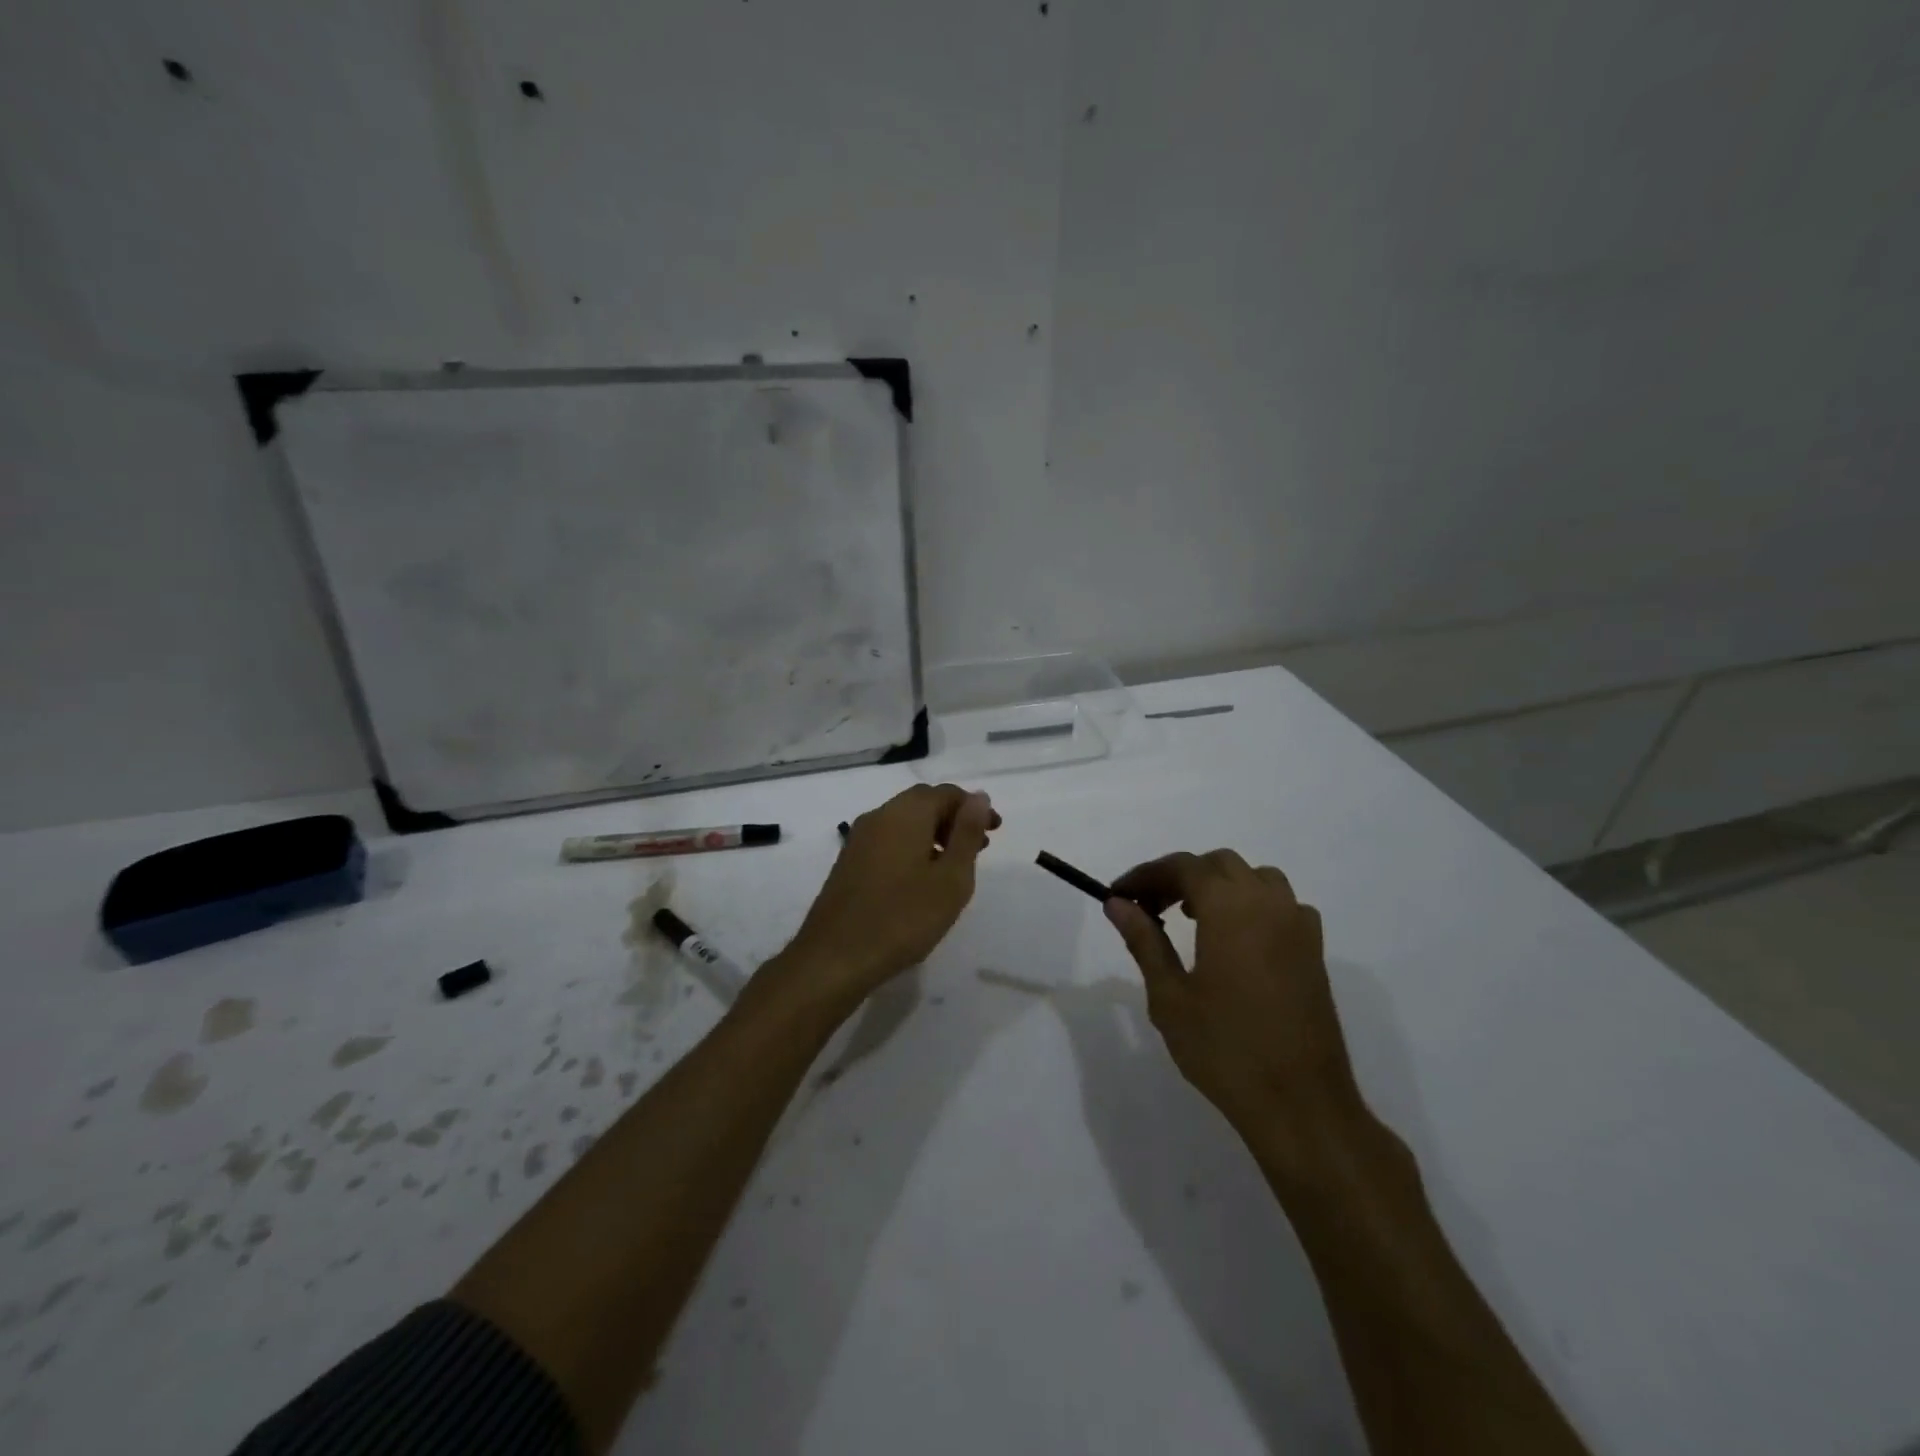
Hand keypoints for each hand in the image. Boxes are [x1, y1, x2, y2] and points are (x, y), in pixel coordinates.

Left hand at [772, 784, 997, 1012]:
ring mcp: (859, 839)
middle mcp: (879, 816)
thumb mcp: (951, 878)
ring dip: (933, 834)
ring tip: (954, 867)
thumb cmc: (903, 917)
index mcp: (906, 813)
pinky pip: (888, 841)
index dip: (974, 808)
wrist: (834, 957)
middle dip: (953, 819)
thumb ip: (967, 833)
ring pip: (904, 822)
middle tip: (979, 848)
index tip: (995, 832)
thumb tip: (979, 796)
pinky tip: (921, 880)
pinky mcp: (849, 862)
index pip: (946, 793)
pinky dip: (912, 848)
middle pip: (923, 803)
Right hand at [1105, 850, 1360, 1140]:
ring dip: (1220, 885)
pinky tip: (1237, 940)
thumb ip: (1144, 941)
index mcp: (1230, 908)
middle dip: (1180, 876)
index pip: (1182, 867)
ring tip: (1193, 917)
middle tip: (1150, 908)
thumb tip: (1117, 904)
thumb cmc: (1224, 1048)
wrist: (1300, 1103)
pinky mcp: (1314, 950)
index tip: (1119, 895)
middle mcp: (1268, 904)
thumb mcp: (1169, 995)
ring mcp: (1297, 926)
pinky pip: (1281, 904)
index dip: (1146, 875)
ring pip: (1255, 878)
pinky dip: (1253, 904)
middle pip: (1219, 865)